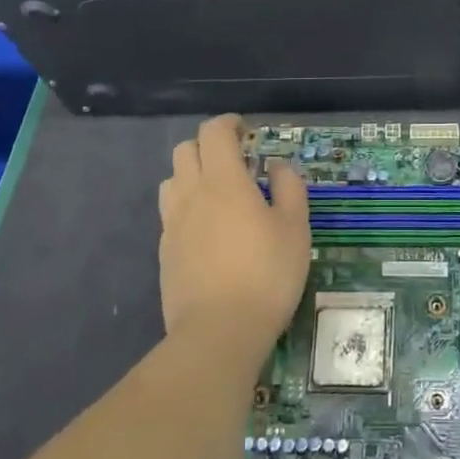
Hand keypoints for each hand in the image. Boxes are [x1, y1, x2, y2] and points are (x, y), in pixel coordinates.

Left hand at [158, 115, 309, 356]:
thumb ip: (288, 188)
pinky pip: (171, 214)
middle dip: (208, 146)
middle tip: (236, 161)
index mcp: (223, 180)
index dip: (229, 124)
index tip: (247, 132)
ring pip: (172, 180)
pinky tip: (208, 231)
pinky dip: (187, 208)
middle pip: (186, 149)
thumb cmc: (266, 274)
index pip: (213, 132)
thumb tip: (277, 166)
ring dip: (192, 175)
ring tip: (218, 194)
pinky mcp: (164, 253)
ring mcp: (172, 224)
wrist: (218, 334)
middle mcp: (191, 193)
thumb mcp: (295, 228)